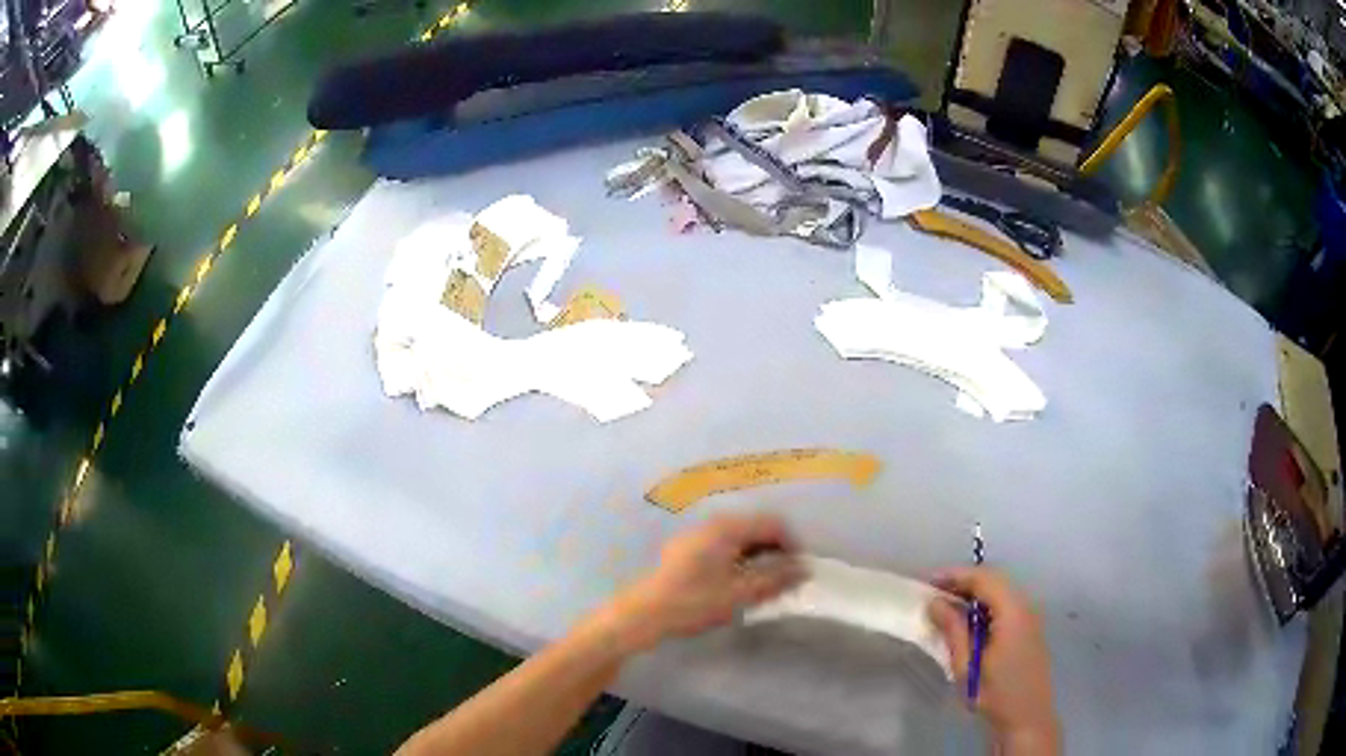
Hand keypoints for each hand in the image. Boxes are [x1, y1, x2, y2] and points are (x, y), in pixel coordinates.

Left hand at [597, 514, 805, 652]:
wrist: (643, 614)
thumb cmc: (693, 602)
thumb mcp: (740, 594)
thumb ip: (776, 579)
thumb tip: (805, 569)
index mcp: (727, 528)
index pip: (772, 523)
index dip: (792, 544)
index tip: (800, 569)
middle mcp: (712, 524)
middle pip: (755, 528)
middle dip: (775, 551)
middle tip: (785, 579)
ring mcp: (696, 536)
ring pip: (739, 538)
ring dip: (757, 557)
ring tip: (765, 585)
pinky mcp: (686, 551)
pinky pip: (723, 546)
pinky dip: (739, 560)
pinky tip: (738, 584)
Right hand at [928, 567, 1059, 754]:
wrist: (1027, 717)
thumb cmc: (995, 694)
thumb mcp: (966, 666)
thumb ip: (953, 630)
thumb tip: (935, 602)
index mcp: (1013, 612)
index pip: (983, 579)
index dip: (955, 575)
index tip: (927, 582)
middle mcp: (1026, 605)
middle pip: (994, 579)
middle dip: (963, 581)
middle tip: (933, 592)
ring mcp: (1030, 615)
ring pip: (1000, 590)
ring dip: (974, 592)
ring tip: (946, 604)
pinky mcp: (1029, 626)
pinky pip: (1006, 603)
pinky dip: (985, 603)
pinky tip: (968, 619)